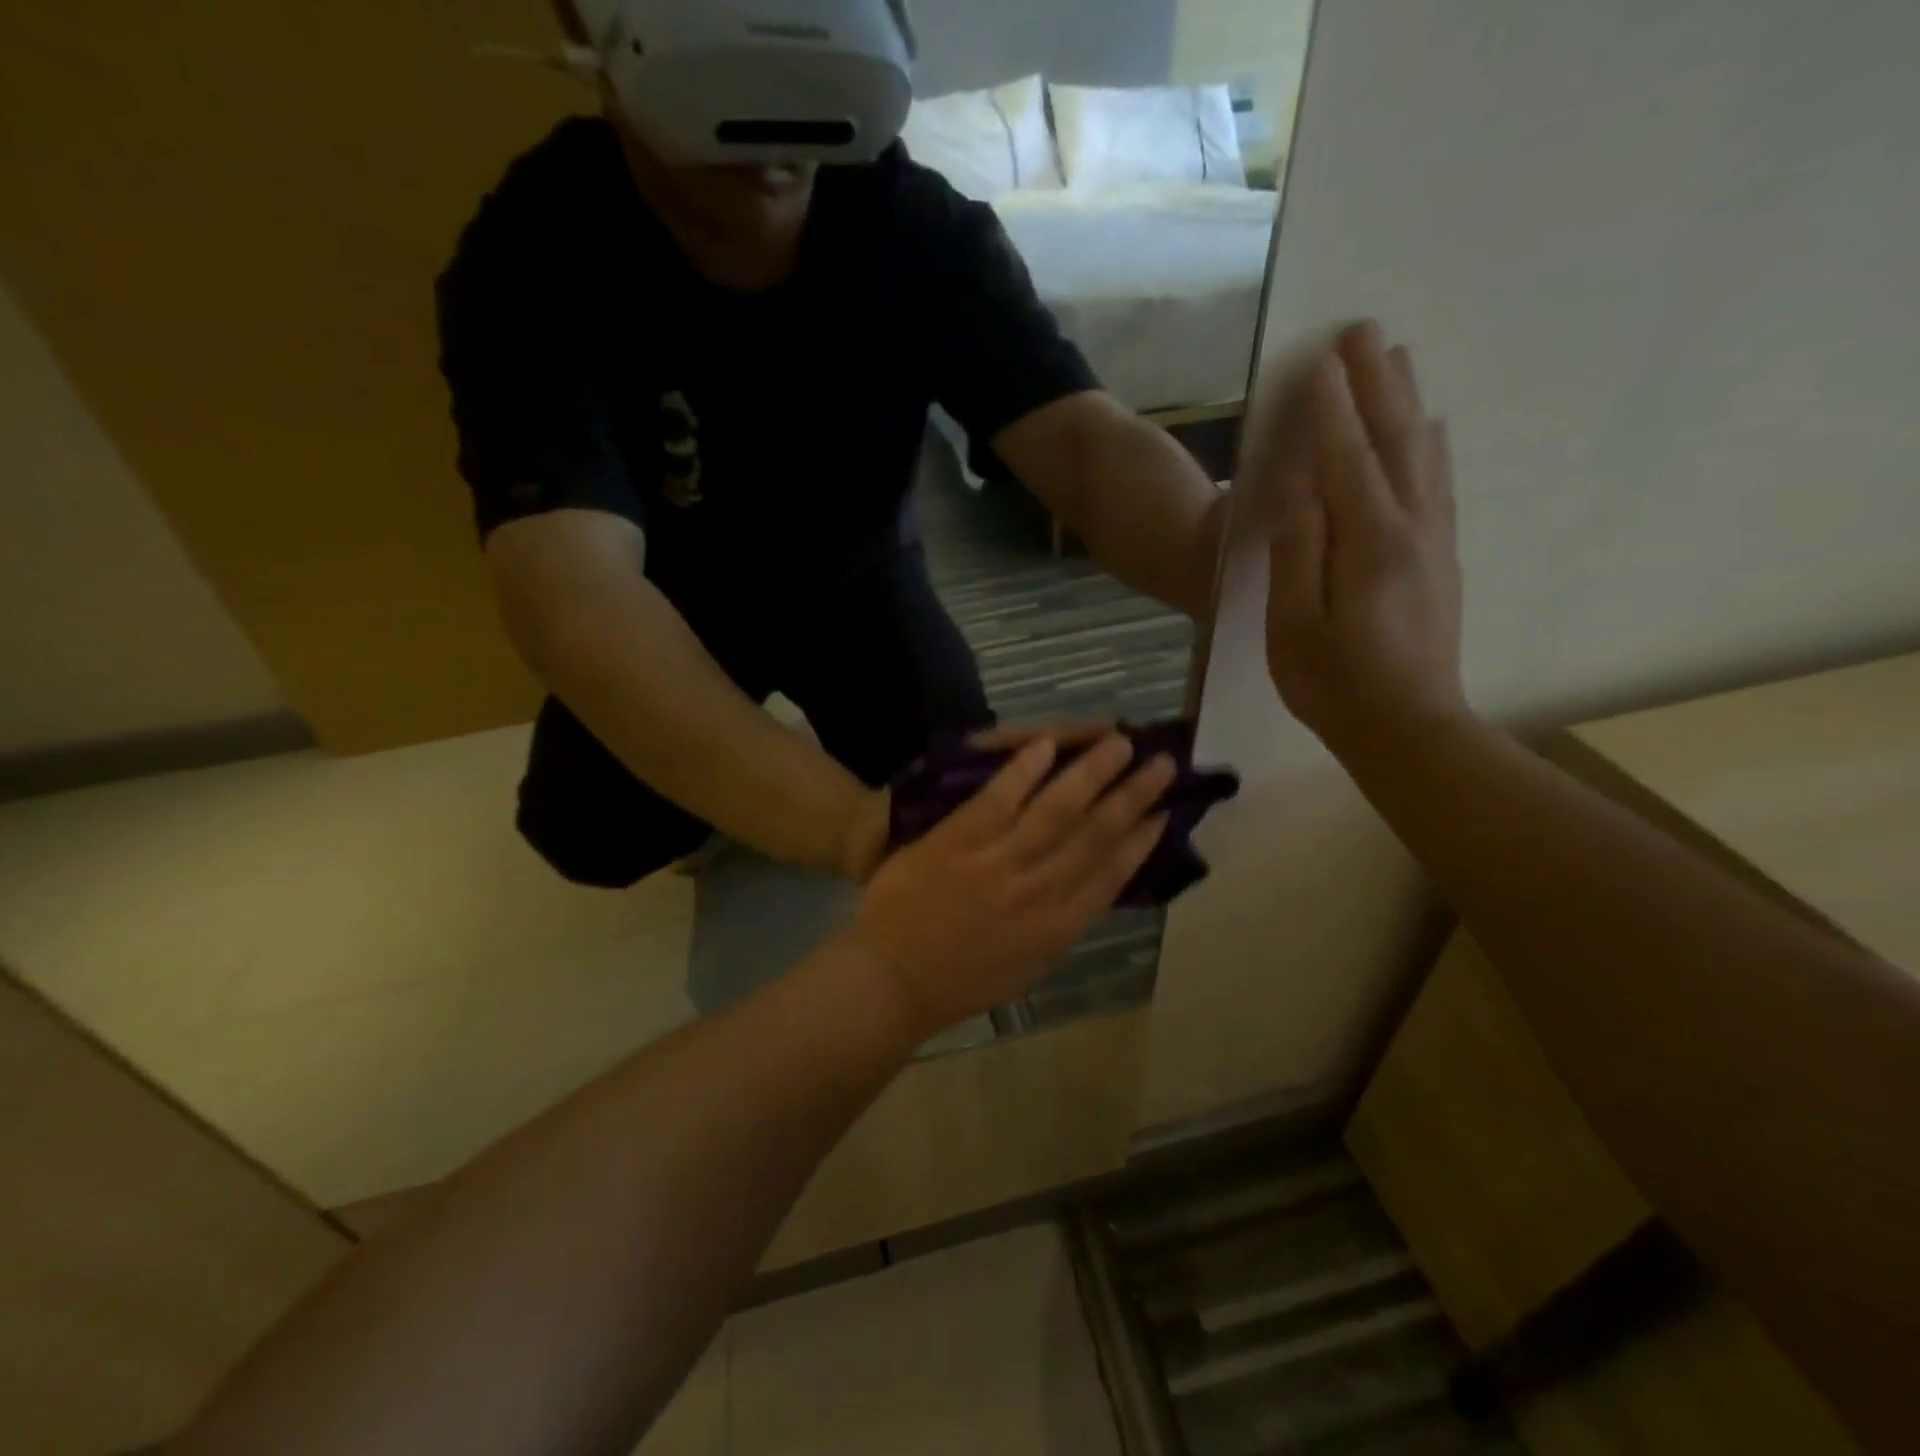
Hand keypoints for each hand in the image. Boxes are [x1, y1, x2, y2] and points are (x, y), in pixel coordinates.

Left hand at [848, 733, 1176, 1029]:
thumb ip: (1063, 924)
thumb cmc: (961, 980)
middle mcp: (1038, 892)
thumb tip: (1095, 886)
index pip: (1112, 875)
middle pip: (1096, 835)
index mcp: (1058, 928)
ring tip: (1119, 742)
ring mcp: (997, 863)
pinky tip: (1046, 743)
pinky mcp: (957, 842)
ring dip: (1092, 773)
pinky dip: (1023, 770)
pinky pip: (998, 799)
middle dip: (1133, 796)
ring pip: (1056, 810)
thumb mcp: (1029, 965)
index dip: (1143, 840)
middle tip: (1161, 763)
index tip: (1166, 812)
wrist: (894, 979)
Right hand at [1262, 320, 1467, 750]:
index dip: (1331, 408)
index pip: (1345, 458)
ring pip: (1422, 455)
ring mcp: (1434, 542)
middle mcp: (1412, 527)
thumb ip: (1298, 550)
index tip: (1320, 359)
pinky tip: (1429, 430)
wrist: (1408, 729)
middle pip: (1393, 440)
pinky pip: (1439, 485)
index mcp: (1368, 541)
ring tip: (1398, 360)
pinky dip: (1431, 446)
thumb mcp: (1293, 622)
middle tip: (1364, 331)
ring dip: (1407, 403)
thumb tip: (1301, 486)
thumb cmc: (1333, 683)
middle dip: (1376, 384)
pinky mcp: (1441, 560)